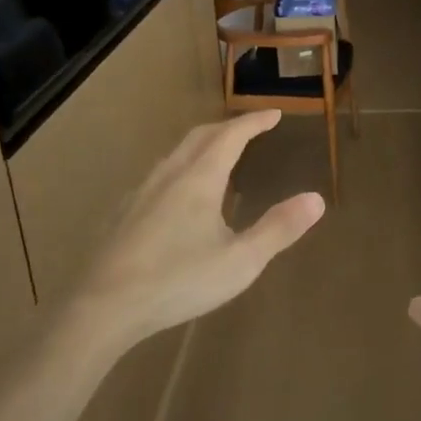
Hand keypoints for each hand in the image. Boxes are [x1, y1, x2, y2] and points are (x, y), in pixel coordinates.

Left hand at [69, 110, 323, 355]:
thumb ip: (278, 229)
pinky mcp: (123, 213)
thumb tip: (316, 199)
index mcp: (198, 179)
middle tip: (249, 130)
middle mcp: (168, 175)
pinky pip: (158, 176)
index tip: (273, 114)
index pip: (231, 136)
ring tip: (218, 158)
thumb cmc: (178, 280)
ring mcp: (140, 193)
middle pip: (200, 137)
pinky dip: (180, 169)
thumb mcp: (240, 261)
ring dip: (202, 146)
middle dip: (228, 128)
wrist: (104, 306)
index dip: (254, 122)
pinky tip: (177, 197)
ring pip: (175, 154)